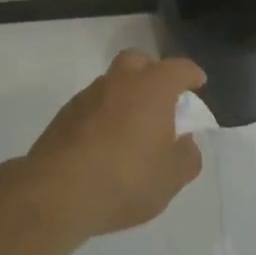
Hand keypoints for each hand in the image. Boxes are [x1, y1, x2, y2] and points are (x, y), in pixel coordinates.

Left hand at [25, 50, 207, 237]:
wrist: (57, 193)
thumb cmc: (126, 179)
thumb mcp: (171, 177)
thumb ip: (187, 156)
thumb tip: (185, 142)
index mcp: (152, 88)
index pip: (178, 68)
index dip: (191, 75)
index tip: (197, 83)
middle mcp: (119, 82)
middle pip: (137, 61)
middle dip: (152, 72)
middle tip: (161, 98)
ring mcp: (86, 97)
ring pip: (111, 83)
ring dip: (124, 97)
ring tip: (132, 128)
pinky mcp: (63, 117)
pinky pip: (91, 107)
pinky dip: (103, 116)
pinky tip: (105, 144)